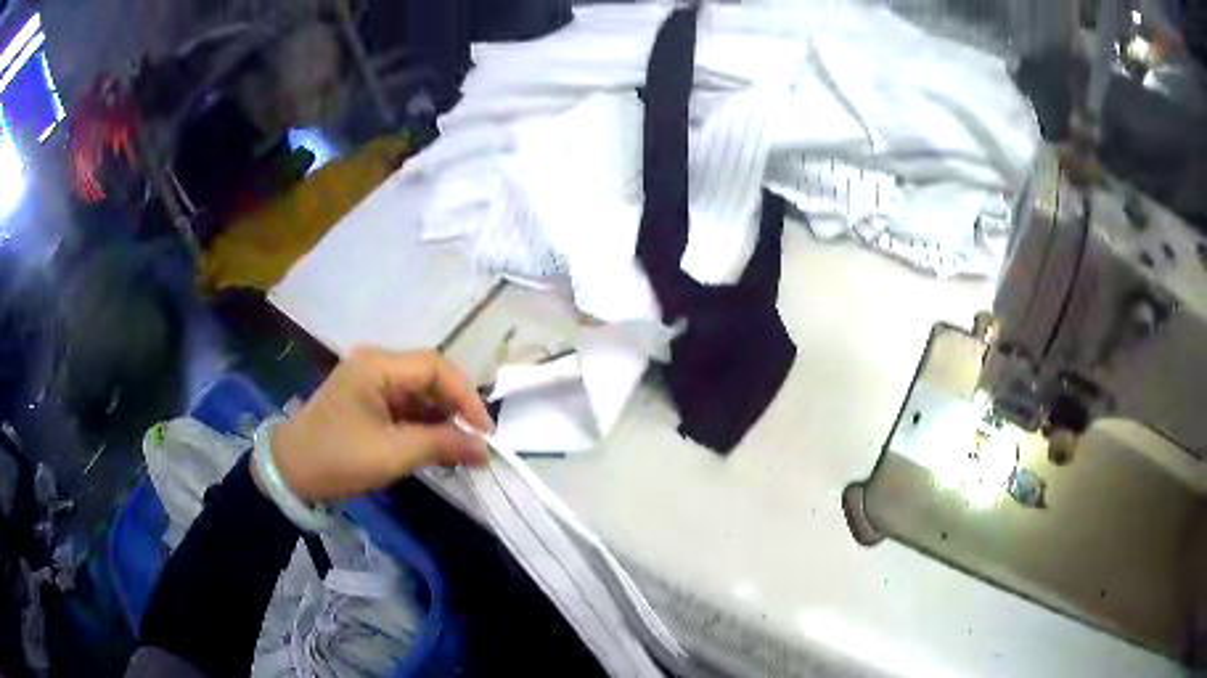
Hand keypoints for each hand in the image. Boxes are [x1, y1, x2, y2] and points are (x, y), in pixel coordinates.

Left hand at [264, 348, 492, 501]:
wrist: (289, 473)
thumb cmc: (337, 458)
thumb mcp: (391, 454)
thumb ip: (440, 446)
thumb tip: (485, 450)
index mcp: (377, 366)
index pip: (435, 367)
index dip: (465, 396)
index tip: (485, 432)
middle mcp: (376, 365)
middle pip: (429, 377)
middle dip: (455, 408)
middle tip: (475, 443)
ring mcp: (370, 382)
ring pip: (419, 393)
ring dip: (441, 419)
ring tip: (460, 450)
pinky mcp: (367, 402)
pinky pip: (405, 407)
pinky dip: (424, 426)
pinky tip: (436, 447)